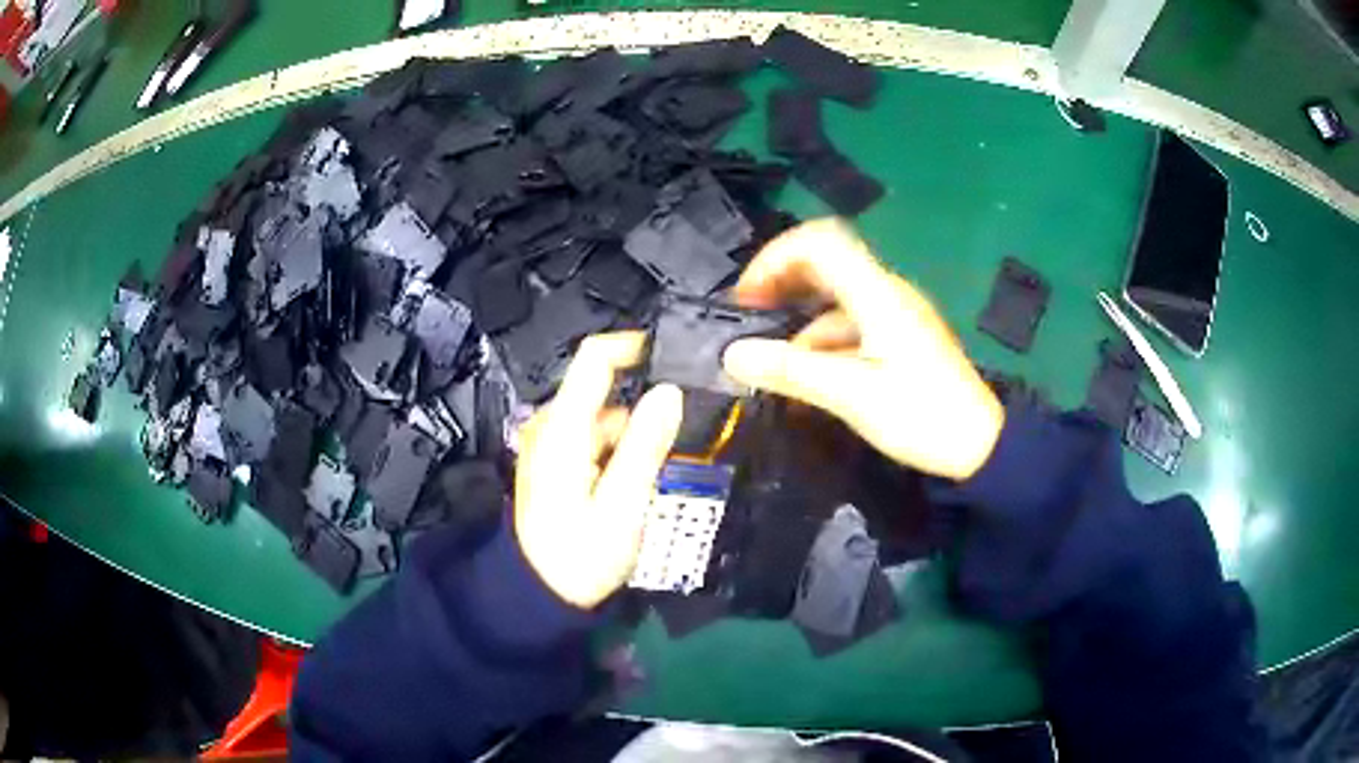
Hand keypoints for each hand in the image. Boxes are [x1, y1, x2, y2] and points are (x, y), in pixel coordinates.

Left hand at [515, 332, 683, 608]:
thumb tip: (669, 391)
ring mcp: (549, 446)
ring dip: (634, 428)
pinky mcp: (555, 464)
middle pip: (601, 388)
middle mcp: (550, 427)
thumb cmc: (580, 556)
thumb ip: (645, 445)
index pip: (594, 358)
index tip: (675, 355)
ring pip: (601, 417)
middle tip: (686, 420)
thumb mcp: (623, 504)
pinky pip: (593, 439)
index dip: (634, 346)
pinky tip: (640, 473)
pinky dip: (619, 446)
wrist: (539, 595)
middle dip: (644, 398)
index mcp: (562, 428)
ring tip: (669, 453)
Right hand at [722, 219, 1003, 480]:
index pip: (820, 243)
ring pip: (836, 300)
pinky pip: (852, 326)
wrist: (980, 446)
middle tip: (750, 318)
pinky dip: (822, 342)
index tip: (746, 297)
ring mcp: (896, 316)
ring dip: (800, 321)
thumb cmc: (922, 416)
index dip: (776, 258)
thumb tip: (733, 355)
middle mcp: (886, 293)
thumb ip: (792, 371)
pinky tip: (808, 378)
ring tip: (772, 362)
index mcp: (877, 294)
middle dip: (782, 285)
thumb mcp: (853, 396)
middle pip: (826, 265)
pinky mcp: (900, 339)